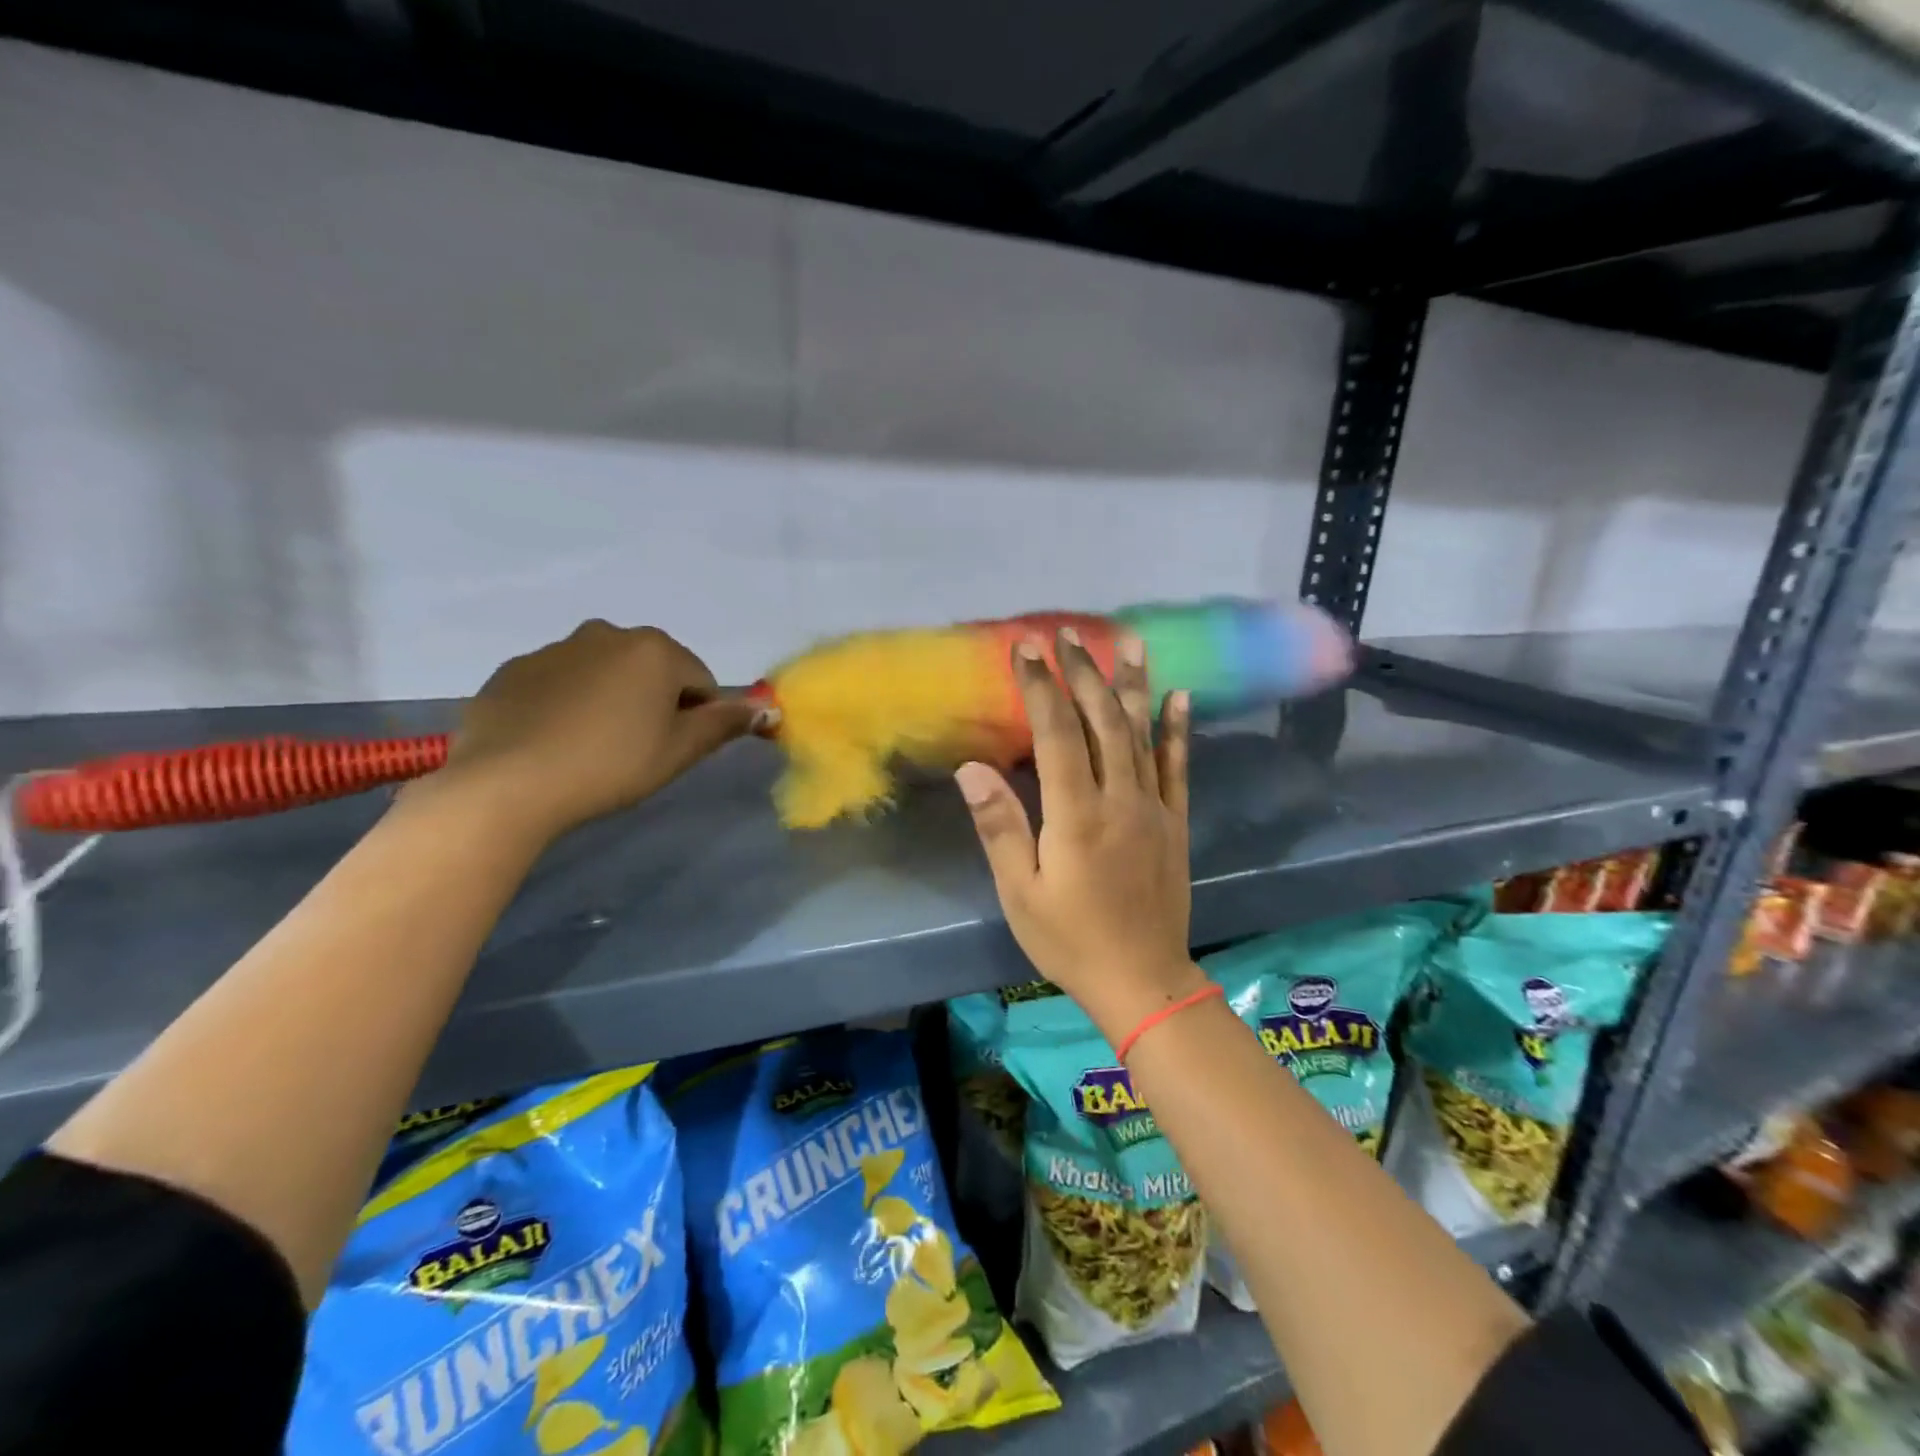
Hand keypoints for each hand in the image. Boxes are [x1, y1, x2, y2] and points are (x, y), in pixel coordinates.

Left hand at [433, 620, 761, 843]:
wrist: (508, 783)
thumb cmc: (611, 764)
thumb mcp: (679, 750)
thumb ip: (725, 723)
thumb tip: (767, 707)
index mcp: (654, 649)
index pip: (700, 681)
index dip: (695, 716)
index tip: (672, 748)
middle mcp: (607, 634)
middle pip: (652, 669)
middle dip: (653, 701)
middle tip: (635, 749)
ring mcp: (554, 648)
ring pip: (604, 672)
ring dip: (610, 699)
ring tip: (590, 747)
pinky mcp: (514, 670)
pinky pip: (559, 682)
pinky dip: (566, 703)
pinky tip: (554, 741)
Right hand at [956, 627, 1207, 1040]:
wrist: (1143, 980)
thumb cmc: (1069, 940)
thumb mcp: (1020, 892)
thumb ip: (1000, 826)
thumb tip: (973, 767)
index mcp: (1076, 814)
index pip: (1057, 732)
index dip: (1041, 686)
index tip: (1026, 649)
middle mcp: (1120, 798)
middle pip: (1102, 720)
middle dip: (1083, 672)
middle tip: (1067, 634)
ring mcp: (1154, 807)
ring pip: (1142, 733)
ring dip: (1133, 684)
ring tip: (1128, 641)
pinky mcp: (1175, 822)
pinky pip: (1178, 766)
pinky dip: (1178, 728)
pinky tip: (1179, 696)